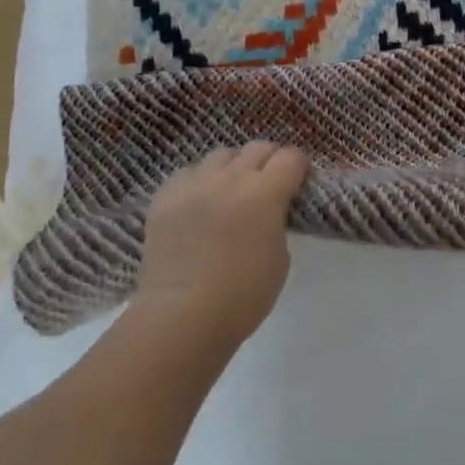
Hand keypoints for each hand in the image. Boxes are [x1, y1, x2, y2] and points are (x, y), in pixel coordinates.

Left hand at [131, 142, 309, 351]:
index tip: (299, 180)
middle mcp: (231, 178)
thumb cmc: (242, 296)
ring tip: (231, 189)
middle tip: (270, 182)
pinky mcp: (165, 196)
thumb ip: (276, 221)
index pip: (291, 157)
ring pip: (221, 155)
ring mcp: (195, 184)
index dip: (299, 166)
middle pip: (258, 147)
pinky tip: (200, 202)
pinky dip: (200, 181)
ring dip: (233, 167)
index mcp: (265, 192)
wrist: (181, 317)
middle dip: (270, 160)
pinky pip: (188, 173)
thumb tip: (268, 211)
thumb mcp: (279, 257)